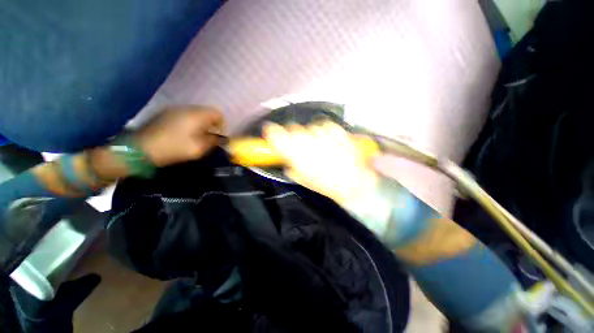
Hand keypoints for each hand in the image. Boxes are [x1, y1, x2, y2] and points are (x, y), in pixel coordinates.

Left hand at [134, 106, 223, 166]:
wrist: (141, 148)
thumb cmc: (174, 148)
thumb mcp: (199, 148)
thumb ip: (213, 141)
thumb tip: (220, 138)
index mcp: (197, 115)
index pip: (218, 114)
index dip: (222, 125)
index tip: (218, 136)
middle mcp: (187, 108)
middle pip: (207, 111)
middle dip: (211, 124)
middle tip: (208, 137)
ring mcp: (174, 109)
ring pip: (195, 113)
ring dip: (200, 123)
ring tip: (196, 135)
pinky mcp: (165, 113)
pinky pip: (184, 114)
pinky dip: (190, 122)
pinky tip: (183, 133)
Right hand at [263, 121, 378, 205]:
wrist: (353, 182)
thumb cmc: (326, 184)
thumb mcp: (303, 178)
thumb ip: (290, 165)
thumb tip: (286, 158)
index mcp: (295, 152)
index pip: (275, 134)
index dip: (271, 132)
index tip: (271, 133)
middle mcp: (306, 139)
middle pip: (293, 128)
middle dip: (294, 136)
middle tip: (301, 146)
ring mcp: (322, 133)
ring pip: (309, 127)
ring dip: (311, 135)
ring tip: (320, 146)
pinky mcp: (337, 130)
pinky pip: (325, 125)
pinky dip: (325, 132)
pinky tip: (330, 141)